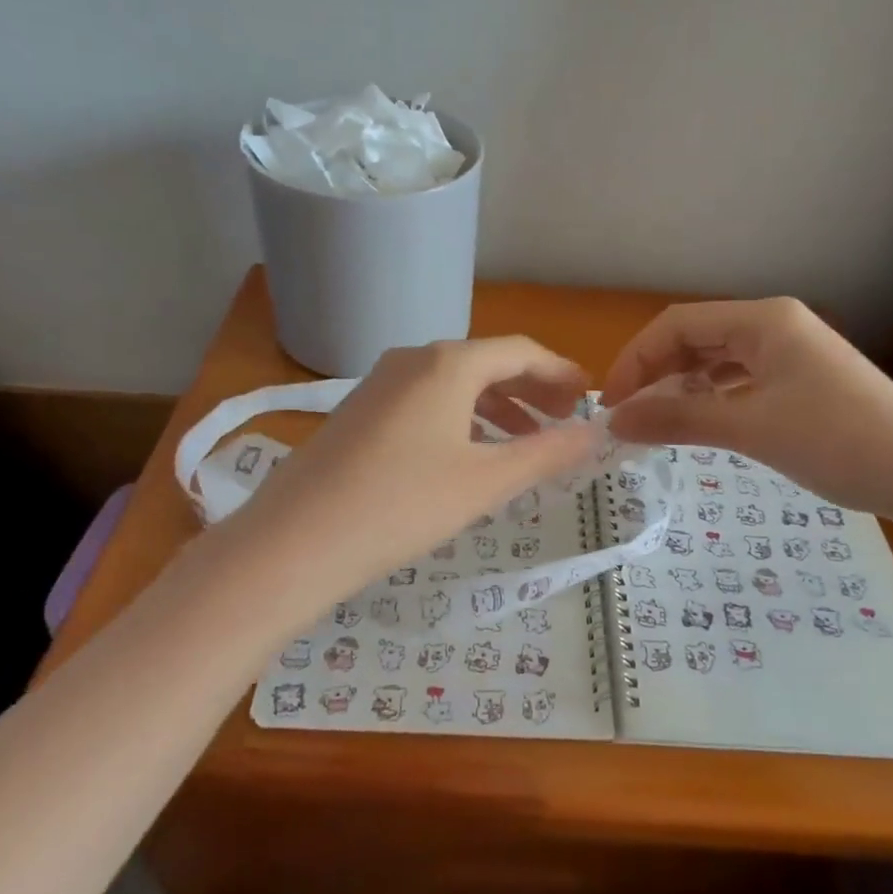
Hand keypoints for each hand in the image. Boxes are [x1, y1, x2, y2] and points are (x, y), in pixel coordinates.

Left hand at [225, 337, 599, 592]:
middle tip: (563, 422)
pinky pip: (425, 403)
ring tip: (525, 443)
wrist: (296, 541)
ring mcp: (380, 384)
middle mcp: (413, 360)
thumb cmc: (403, 505)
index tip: (588, 398)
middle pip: (487, 363)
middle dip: (531, 391)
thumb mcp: (485, 481)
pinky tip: (468, 455)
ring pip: (454, 385)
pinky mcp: (359, 412)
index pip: (520, 352)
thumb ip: (547, 453)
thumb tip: (596, 433)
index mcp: (448, 363)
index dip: (560, 373)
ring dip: (496, 408)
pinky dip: (460, 419)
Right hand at [600, 298, 892, 522]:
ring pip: (717, 359)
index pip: (677, 324)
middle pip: (695, 338)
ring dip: (681, 386)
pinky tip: (699, 420)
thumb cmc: (837, 441)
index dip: (636, 359)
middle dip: (656, 373)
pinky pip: (740, 378)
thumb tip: (615, 422)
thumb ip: (678, 419)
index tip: (612, 405)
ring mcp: (791, 352)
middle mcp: (774, 325)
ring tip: (656, 421)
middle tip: (628, 417)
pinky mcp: (801, 379)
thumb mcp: (749, 428)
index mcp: (763, 320)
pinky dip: (711, 396)